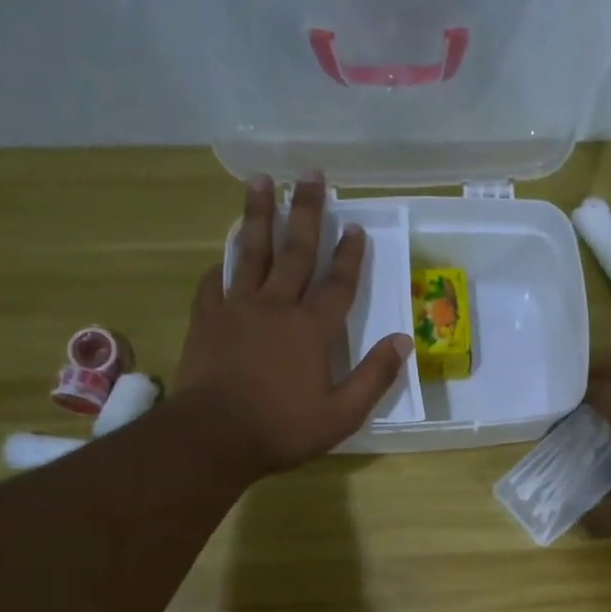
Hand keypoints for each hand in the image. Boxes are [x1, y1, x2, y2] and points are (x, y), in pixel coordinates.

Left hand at [174, 174, 411, 482]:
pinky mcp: (207, 319)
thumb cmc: (283, 429)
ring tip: (260, 181)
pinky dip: (221, 264)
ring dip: (258, 215)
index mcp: (312, 330)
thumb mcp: (342, 414)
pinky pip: (214, 282)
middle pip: (295, 252)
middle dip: (305, 212)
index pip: (338, 285)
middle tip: (310, 174)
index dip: (350, 256)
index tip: (356, 227)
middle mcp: (276, 307)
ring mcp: (237, 308)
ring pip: (250, 252)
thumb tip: (404, 341)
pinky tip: (223, 252)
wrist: (214, 436)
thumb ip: (374, 377)